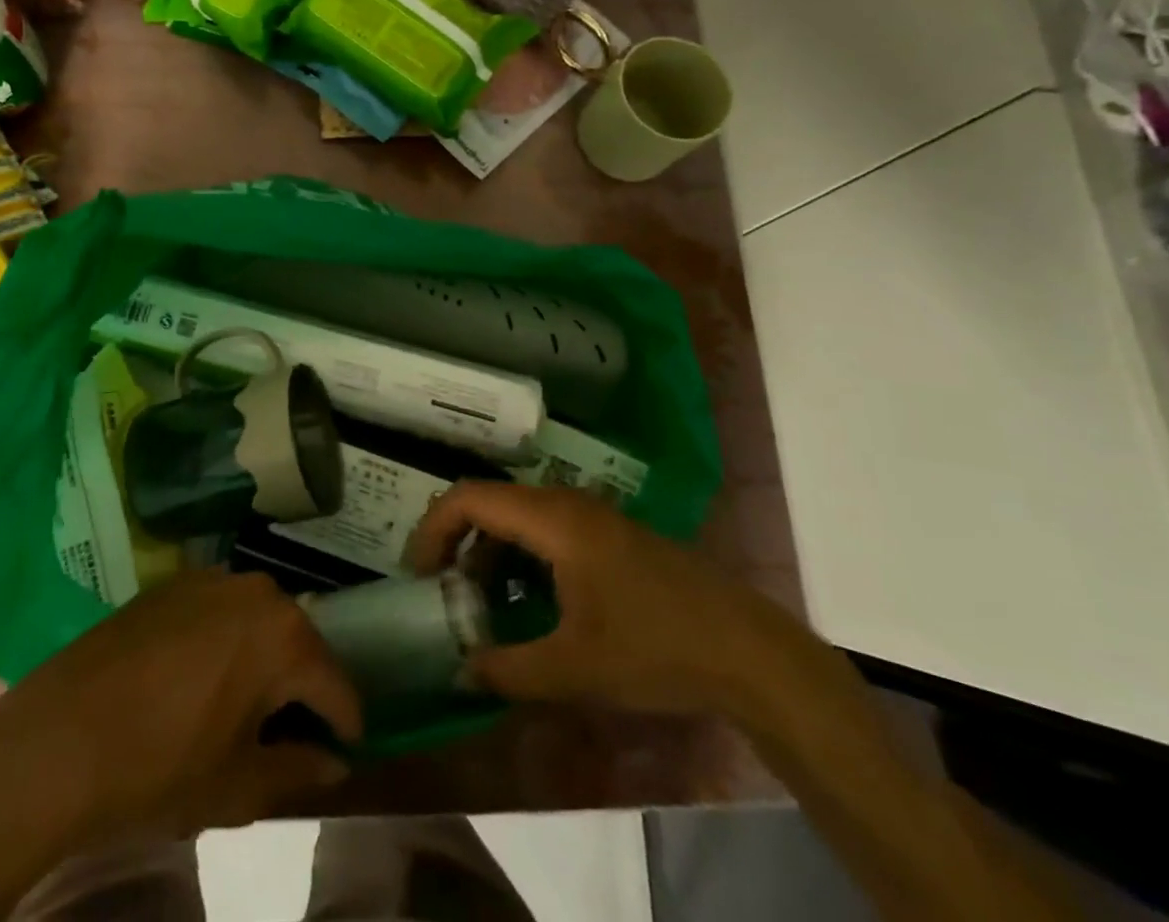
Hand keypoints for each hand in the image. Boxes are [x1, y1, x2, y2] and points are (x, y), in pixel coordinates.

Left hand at [0, 571, 360, 854]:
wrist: (58, 740)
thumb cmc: (160, 768)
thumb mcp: (238, 786)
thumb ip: (297, 770)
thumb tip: (334, 764)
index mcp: (283, 636)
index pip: (334, 683)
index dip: (343, 723)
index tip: (341, 751)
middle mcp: (256, 591)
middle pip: (297, 642)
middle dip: (300, 687)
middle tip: (287, 733)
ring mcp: (210, 579)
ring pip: (257, 621)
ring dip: (261, 658)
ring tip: (243, 705)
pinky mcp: (172, 583)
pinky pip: (217, 609)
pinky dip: (224, 639)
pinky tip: (199, 678)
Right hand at [408, 482, 768, 717]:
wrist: (750, 651)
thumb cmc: (657, 649)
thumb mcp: (575, 668)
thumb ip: (508, 669)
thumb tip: (459, 671)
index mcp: (552, 519)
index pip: (469, 497)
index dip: (433, 528)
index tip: (418, 573)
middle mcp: (566, 503)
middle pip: (490, 504)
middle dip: (457, 544)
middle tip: (443, 593)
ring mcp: (591, 517)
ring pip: (519, 519)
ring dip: (490, 555)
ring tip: (482, 607)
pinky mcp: (609, 536)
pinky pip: (546, 533)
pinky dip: (521, 560)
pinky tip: (529, 606)